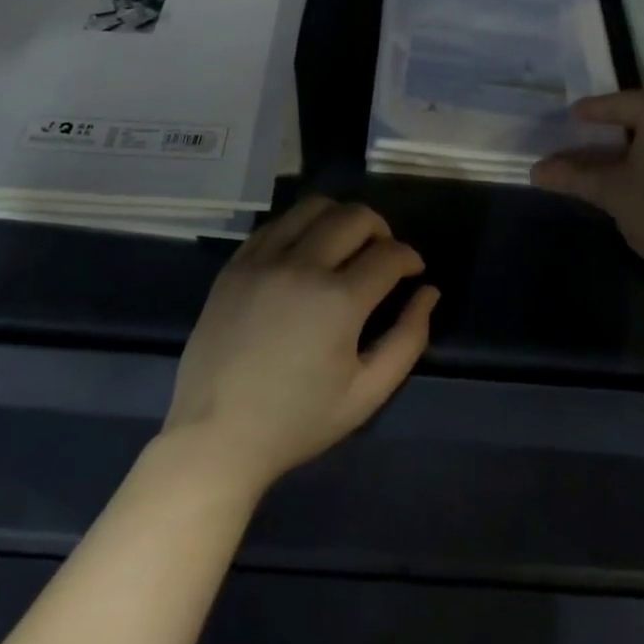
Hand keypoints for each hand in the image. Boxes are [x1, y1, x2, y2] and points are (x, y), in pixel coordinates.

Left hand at [162, 196, 437, 496]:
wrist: (215, 435)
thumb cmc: (298, 420)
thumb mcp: (367, 393)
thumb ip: (408, 338)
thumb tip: (428, 292)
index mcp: (339, 301)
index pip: (389, 254)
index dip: (410, 258)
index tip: (412, 271)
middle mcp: (302, 266)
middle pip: (355, 216)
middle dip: (381, 229)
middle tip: (382, 255)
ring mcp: (263, 261)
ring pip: (314, 207)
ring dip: (340, 218)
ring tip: (345, 244)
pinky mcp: (236, 264)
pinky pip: (276, 223)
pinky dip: (301, 226)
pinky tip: (305, 251)